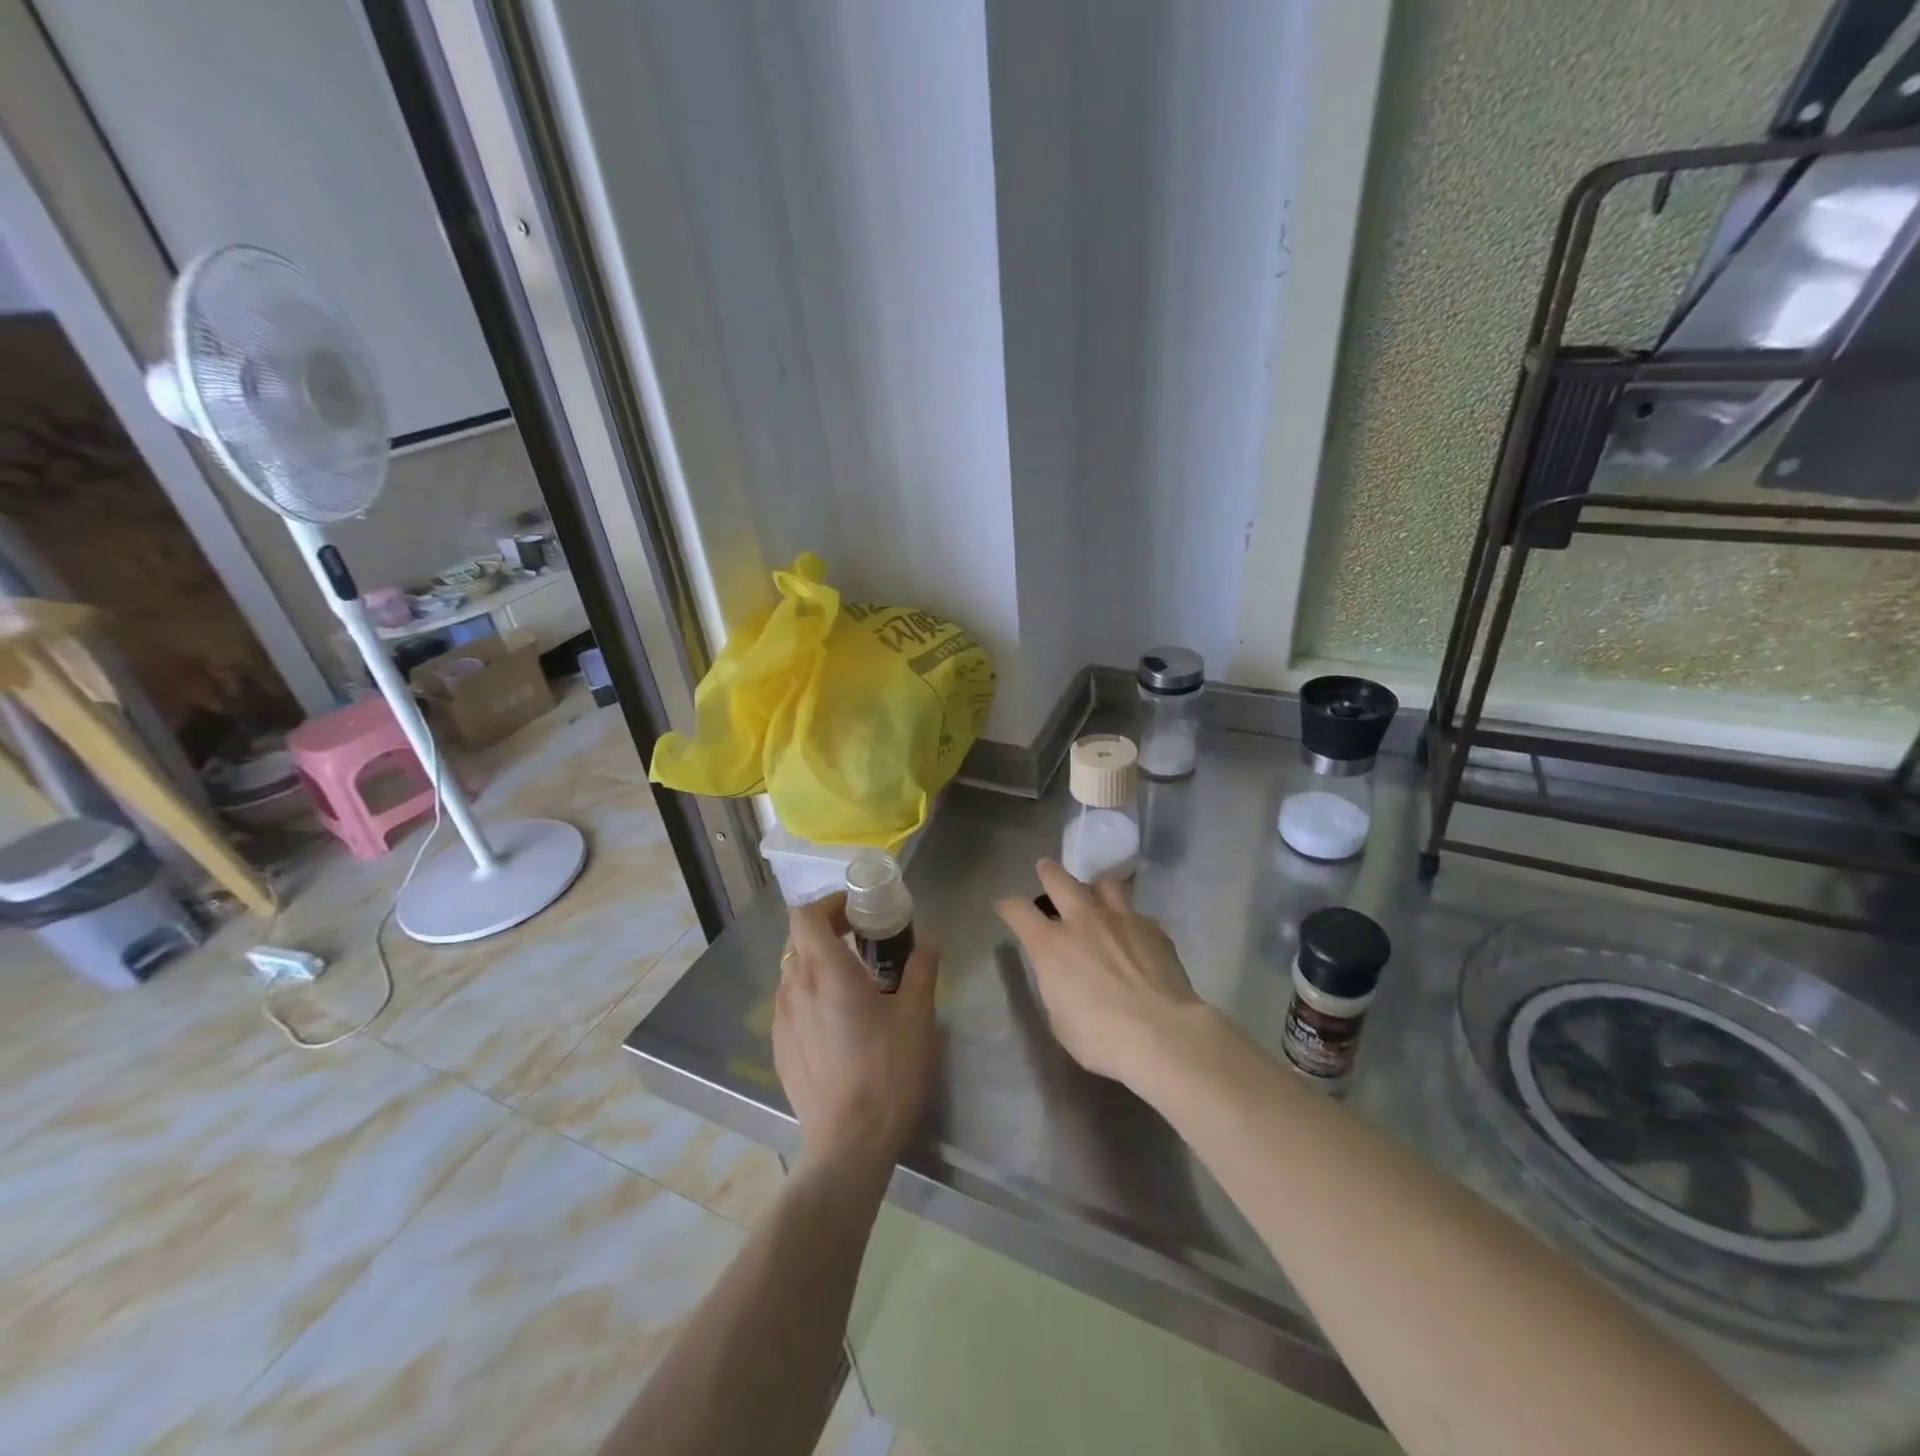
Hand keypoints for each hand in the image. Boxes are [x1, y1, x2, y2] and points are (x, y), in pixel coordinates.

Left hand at [773, 894, 940, 1174]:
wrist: (848, 1145)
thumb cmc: (887, 1072)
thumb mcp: (917, 1016)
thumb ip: (923, 968)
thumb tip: (932, 938)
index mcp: (825, 971)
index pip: (806, 914)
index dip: (829, 903)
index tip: (858, 910)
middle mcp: (794, 988)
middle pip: (799, 940)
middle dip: (829, 930)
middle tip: (864, 940)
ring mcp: (781, 1020)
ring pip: (793, 972)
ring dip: (819, 963)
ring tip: (854, 981)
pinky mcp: (779, 1048)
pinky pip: (791, 1004)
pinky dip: (811, 994)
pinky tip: (838, 1021)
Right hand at [995, 860, 1204, 1087]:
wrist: (1162, 1035)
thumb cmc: (1101, 1037)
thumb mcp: (1059, 1018)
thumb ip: (1056, 985)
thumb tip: (1063, 975)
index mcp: (1050, 944)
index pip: (1018, 911)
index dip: (1007, 906)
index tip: (1004, 906)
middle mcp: (1083, 920)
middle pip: (1059, 880)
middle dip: (1048, 873)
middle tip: (1045, 869)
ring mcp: (1121, 919)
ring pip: (1104, 884)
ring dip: (1094, 888)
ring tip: (1096, 895)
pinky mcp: (1153, 929)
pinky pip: (1136, 914)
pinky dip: (1129, 921)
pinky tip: (1133, 937)